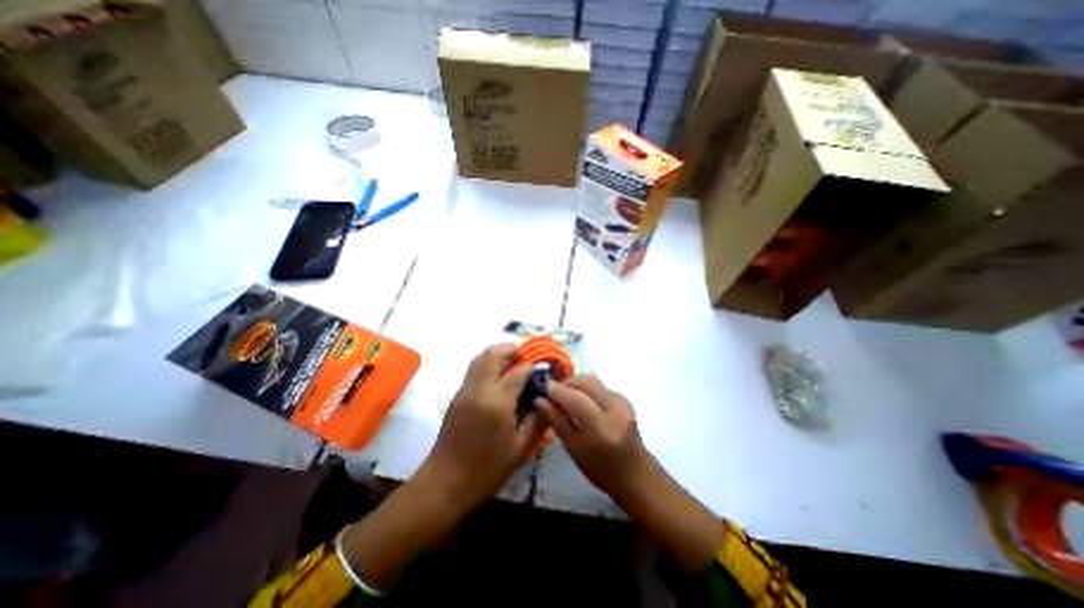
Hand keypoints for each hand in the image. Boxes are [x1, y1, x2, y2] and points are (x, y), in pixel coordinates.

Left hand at [427, 343, 546, 508]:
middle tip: (523, 355)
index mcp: (498, 403)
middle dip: (510, 349)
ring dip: (496, 353)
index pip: (518, 371)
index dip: (530, 366)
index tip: (539, 368)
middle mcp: (479, 390)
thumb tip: (544, 398)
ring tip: (510, 361)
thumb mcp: (520, 447)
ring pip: (479, 358)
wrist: (446, 481)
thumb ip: (535, 419)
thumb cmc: (488, 468)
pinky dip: (486, 363)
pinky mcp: (457, 395)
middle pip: (493, 354)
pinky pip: (473, 369)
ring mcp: (465, 390)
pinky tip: (496, 376)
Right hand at [533, 375, 651, 503]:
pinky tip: (580, 400)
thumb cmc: (601, 470)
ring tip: (564, 396)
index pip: (575, 398)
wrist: (636, 474)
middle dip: (566, 383)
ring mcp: (622, 401)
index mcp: (602, 427)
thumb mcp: (574, 449)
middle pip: (586, 382)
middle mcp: (614, 408)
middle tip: (553, 392)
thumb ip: (557, 421)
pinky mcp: (624, 398)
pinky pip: (600, 386)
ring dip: (576, 384)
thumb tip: (539, 400)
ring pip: (593, 381)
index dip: (557, 390)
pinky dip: (586, 388)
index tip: (543, 389)